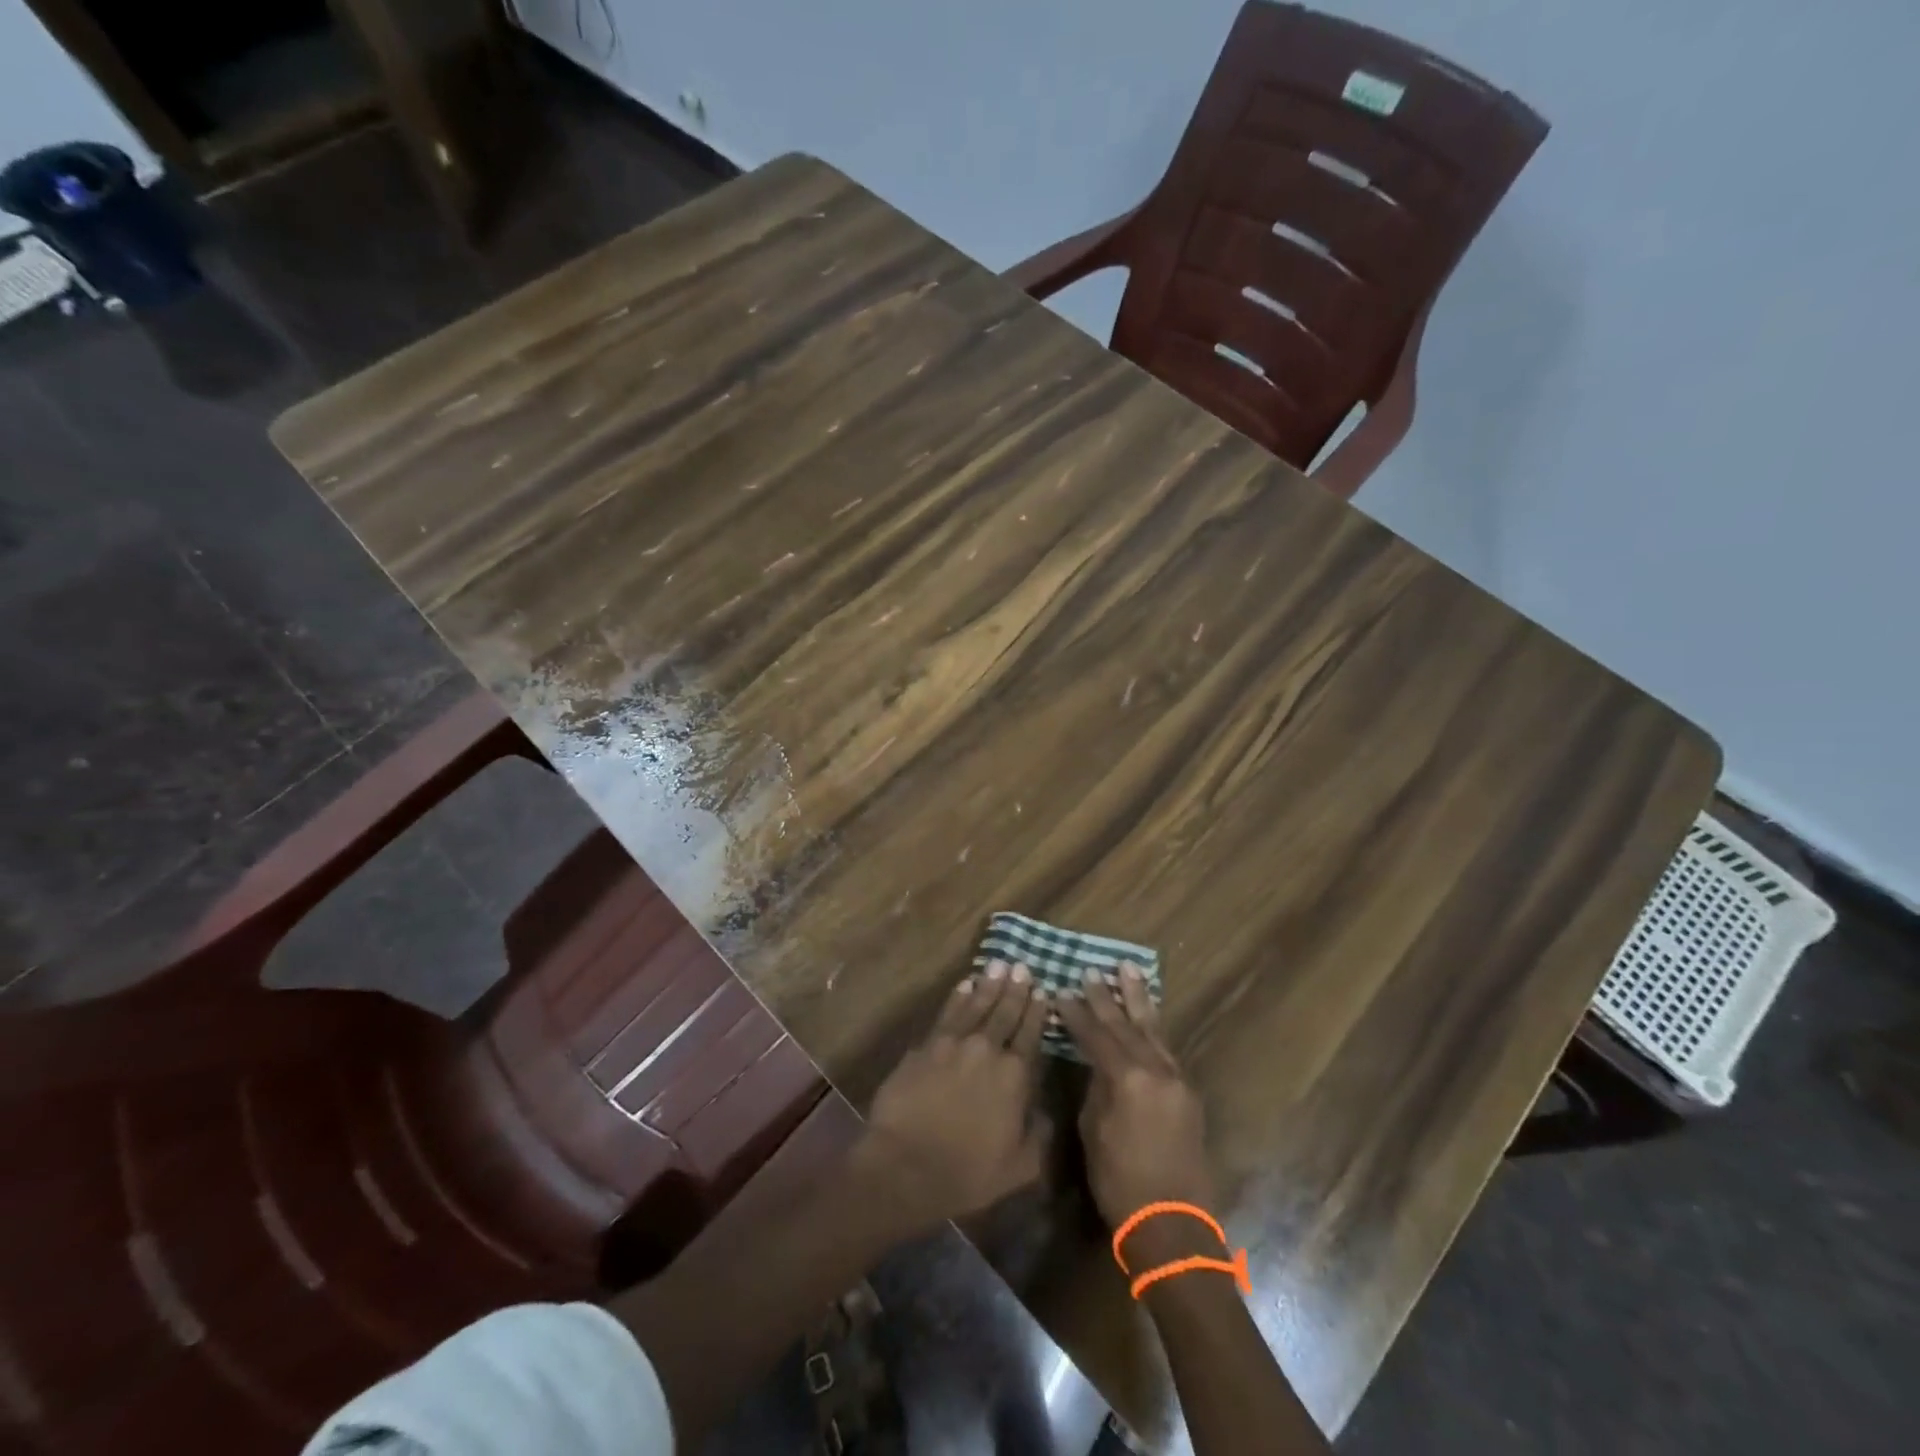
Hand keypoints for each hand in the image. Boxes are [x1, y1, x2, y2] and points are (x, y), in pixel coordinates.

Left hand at [855, 961, 1050, 1233]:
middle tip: (1022, 966)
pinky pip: (947, 1012)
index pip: (1030, 1035)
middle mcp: (987, 1050)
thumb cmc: (967, 1173)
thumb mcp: (1019, 1167)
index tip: (1043, 991)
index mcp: (1014, 1076)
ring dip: (989, 984)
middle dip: (1016, 989)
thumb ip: (1038, 1135)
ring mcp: (953, 1043)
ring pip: (976, 1004)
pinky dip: (958, 996)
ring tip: (999, 964)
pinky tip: (965, 984)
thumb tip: (1046, 1111)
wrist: (905, 1165)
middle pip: (1005, 1012)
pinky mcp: (925, 1045)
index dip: (1037, 1012)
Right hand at [1055, 963, 1216, 1241]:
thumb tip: (1097, 1065)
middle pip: (1126, 1024)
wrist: (1173, 1224)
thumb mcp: (1095, 1131)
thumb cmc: (1121, 1183)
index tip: (1062, 991)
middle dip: (1107, 997)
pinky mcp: (1187, 1093)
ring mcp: (1177, 1079)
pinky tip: (1146, 1015)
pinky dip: (1153, 1027)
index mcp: (1128, 1078)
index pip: (1096, 1034)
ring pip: (1153, 1029)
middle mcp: (1156, 1070)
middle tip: (1093, 970)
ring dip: (1138, 999)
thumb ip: (1096, 1089)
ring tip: (1129, 969)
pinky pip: (1166, 1048)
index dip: (1076, 1013)